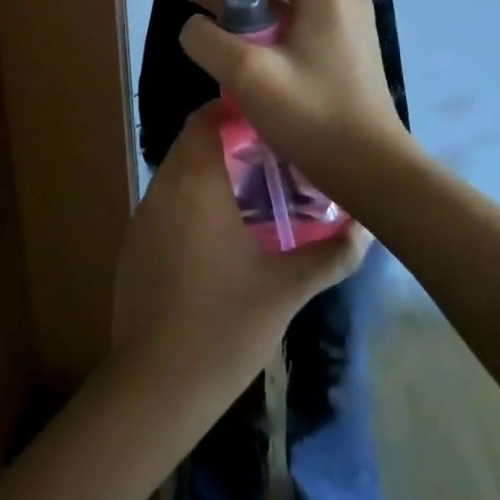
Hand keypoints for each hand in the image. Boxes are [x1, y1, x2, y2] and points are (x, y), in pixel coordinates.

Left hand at [112, 106, 368, 399]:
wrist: (155, 386)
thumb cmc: (225, 327)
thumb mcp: (287, 290)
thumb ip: (332, 255)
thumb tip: (367, 229)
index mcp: (195, 184)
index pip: (207, 119)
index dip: (237, 113)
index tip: (274, 124)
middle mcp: (163, 188)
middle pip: (192, 143)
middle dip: (229, 143)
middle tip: (274, 158)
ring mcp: (142, 217)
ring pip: (177, 173)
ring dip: (209, 173)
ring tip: (254, 193)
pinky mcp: (133, 245)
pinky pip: (165, 203)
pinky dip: (191, 202)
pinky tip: (220, 235)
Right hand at [182, 0, 408, 197]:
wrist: (373, 169)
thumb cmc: (312, 115)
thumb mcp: (247, 75)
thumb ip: (207, 40)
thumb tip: (195, 26)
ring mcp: (350, 22)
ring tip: (221, 20)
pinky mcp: (349, 47)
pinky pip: (306, 16)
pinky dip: (275, 18)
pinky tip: (251, 46)